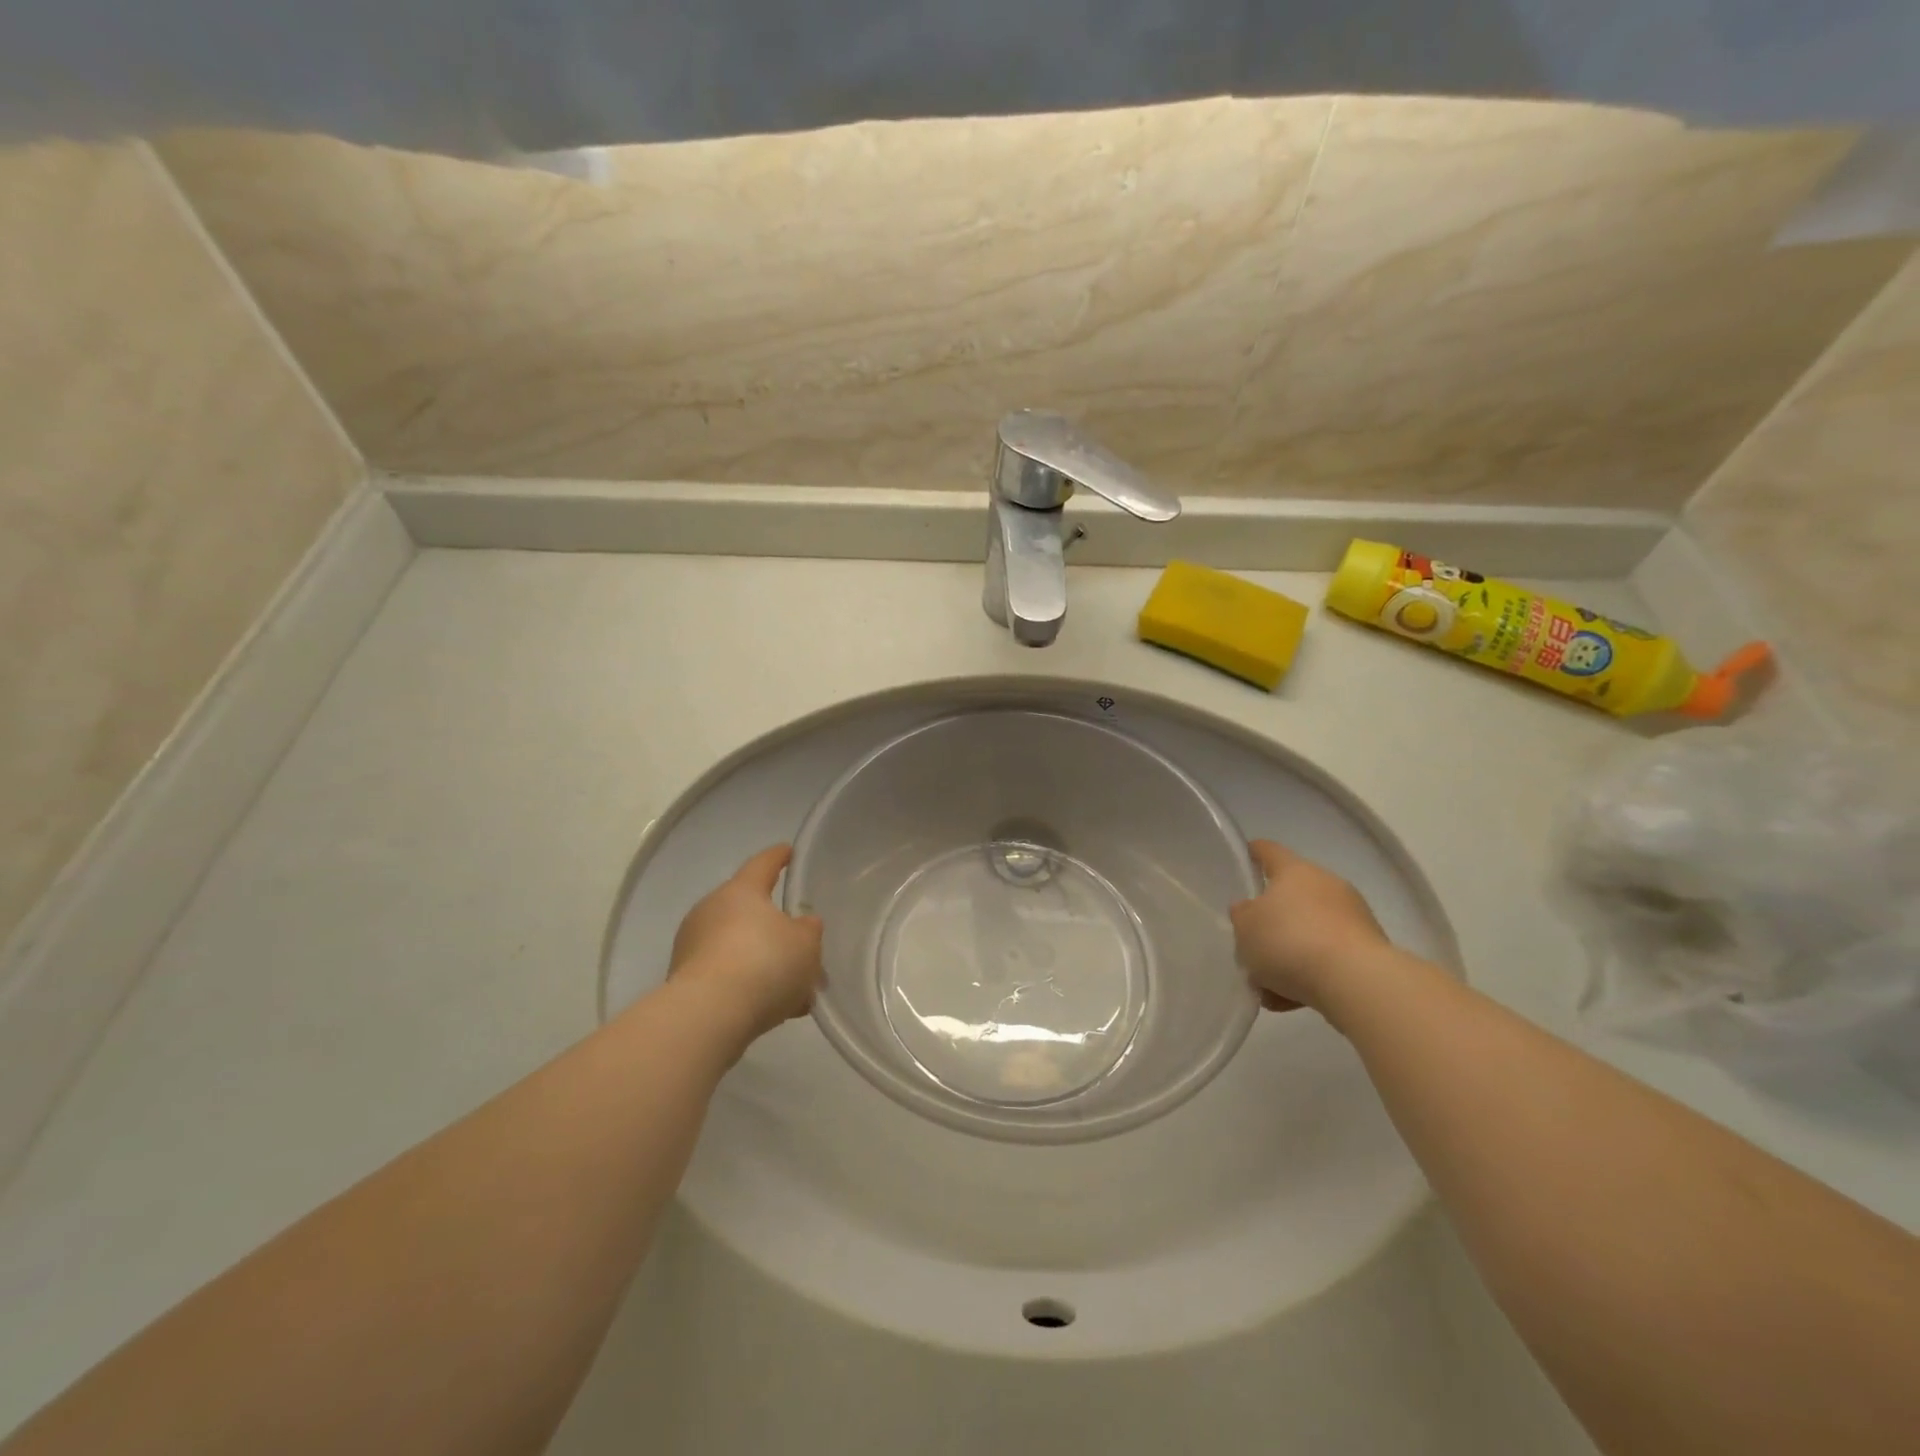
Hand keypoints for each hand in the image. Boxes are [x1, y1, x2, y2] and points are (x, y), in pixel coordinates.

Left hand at [669, 845, 823, 1041]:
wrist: (708, 1016)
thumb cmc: (764, 963)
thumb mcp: (806, 943)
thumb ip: (808, 929)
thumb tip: (801, 924)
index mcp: (741, 891)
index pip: (763, 863)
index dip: (779, 857)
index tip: (788, 851)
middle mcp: (711, 910)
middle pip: (750, 911)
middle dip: (775, 927)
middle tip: (801, 942)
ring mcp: (693, 946)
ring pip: (740, 947)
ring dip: (764, 962)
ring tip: (794, 989)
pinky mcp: (686, 981)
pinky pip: (727, 975)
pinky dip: (749, 985)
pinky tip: (774, 1008)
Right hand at [1230, 840, 1388, 1012]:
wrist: (1356, 982)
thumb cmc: (1290, 941)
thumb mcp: (1245, 927)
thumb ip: (1242, 915)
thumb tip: (1250, 911)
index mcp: (1295, 871)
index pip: (1270, 851)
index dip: (1254, 852)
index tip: (1246, 855)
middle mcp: (1327, 886)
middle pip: (1290, 898)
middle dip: (1270, 922)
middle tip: (1250, 943)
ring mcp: (1352, 919)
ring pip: (1308, 933)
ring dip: (1288, 954)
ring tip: (1267, 986)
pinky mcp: (1368, 952)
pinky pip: (1327, 959)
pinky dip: (1308, 974)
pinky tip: (1289, 1000)